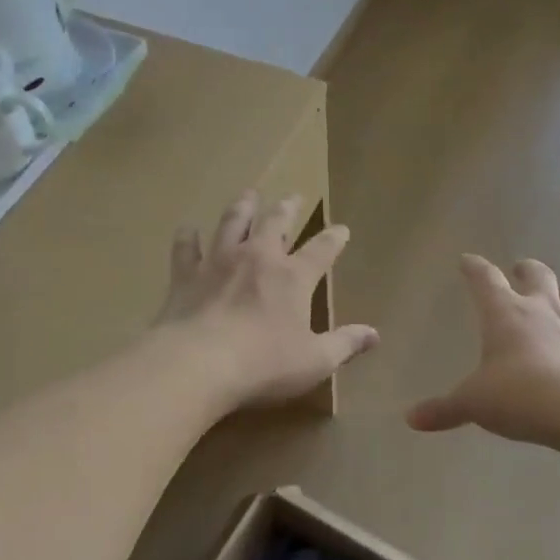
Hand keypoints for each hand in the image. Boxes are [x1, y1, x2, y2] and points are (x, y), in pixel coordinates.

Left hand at [155, 191, 378, 409]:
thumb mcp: (315, 361)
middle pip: (275, 222)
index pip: (322, 249)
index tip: (342, 229)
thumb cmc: (264, 364)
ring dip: (243, 206)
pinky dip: (188, 237)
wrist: (198, 363)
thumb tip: (374, 335)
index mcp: (293, 277)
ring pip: (233, 222)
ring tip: (249, 195)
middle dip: (287, 208)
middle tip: (293, 197)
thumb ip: (344, 344)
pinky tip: (188, 230)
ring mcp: (219, 261)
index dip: (334, 238)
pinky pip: (186, 247)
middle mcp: (258, 258)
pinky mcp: (186, 275)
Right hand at [407, 255, 559, 448]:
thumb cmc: (518, 396)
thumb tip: (412, 419)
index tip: (467, 261)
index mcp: (504, 313)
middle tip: (519, 270)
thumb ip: (444, 409)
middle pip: (536, 274)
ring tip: (556, 297)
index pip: (485, 279)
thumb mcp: (473, 404)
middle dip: (526, 269)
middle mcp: (542, 309)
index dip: (474, 268)